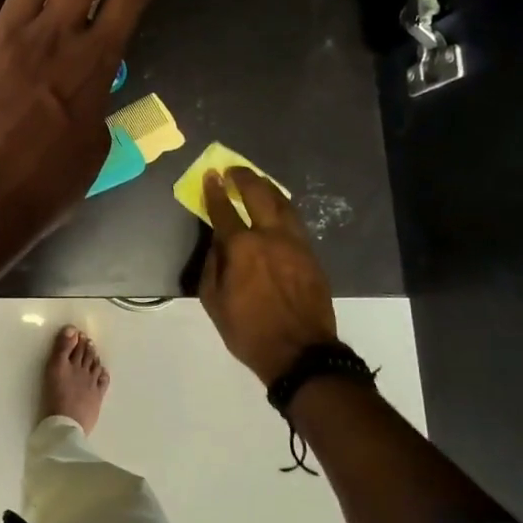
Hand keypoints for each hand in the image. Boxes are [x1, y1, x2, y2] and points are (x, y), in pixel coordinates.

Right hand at [199, 167, 337, 383]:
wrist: (301, 353)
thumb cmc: (249, 331)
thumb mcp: (214, 302)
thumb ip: (212, 265)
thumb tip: (216, 243)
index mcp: (242, 247)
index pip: (224, 210)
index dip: (215, 191)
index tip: (211, 175)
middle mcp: (270, 236)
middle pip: (258, 194)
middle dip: (244, 178)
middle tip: (233, 170)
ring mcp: (296, 243)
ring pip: (283, 203)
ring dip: (267, 188)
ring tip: (257, 181)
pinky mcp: (312, 254)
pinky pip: (295, 221)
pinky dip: (282, 207)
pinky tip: (277, 208)